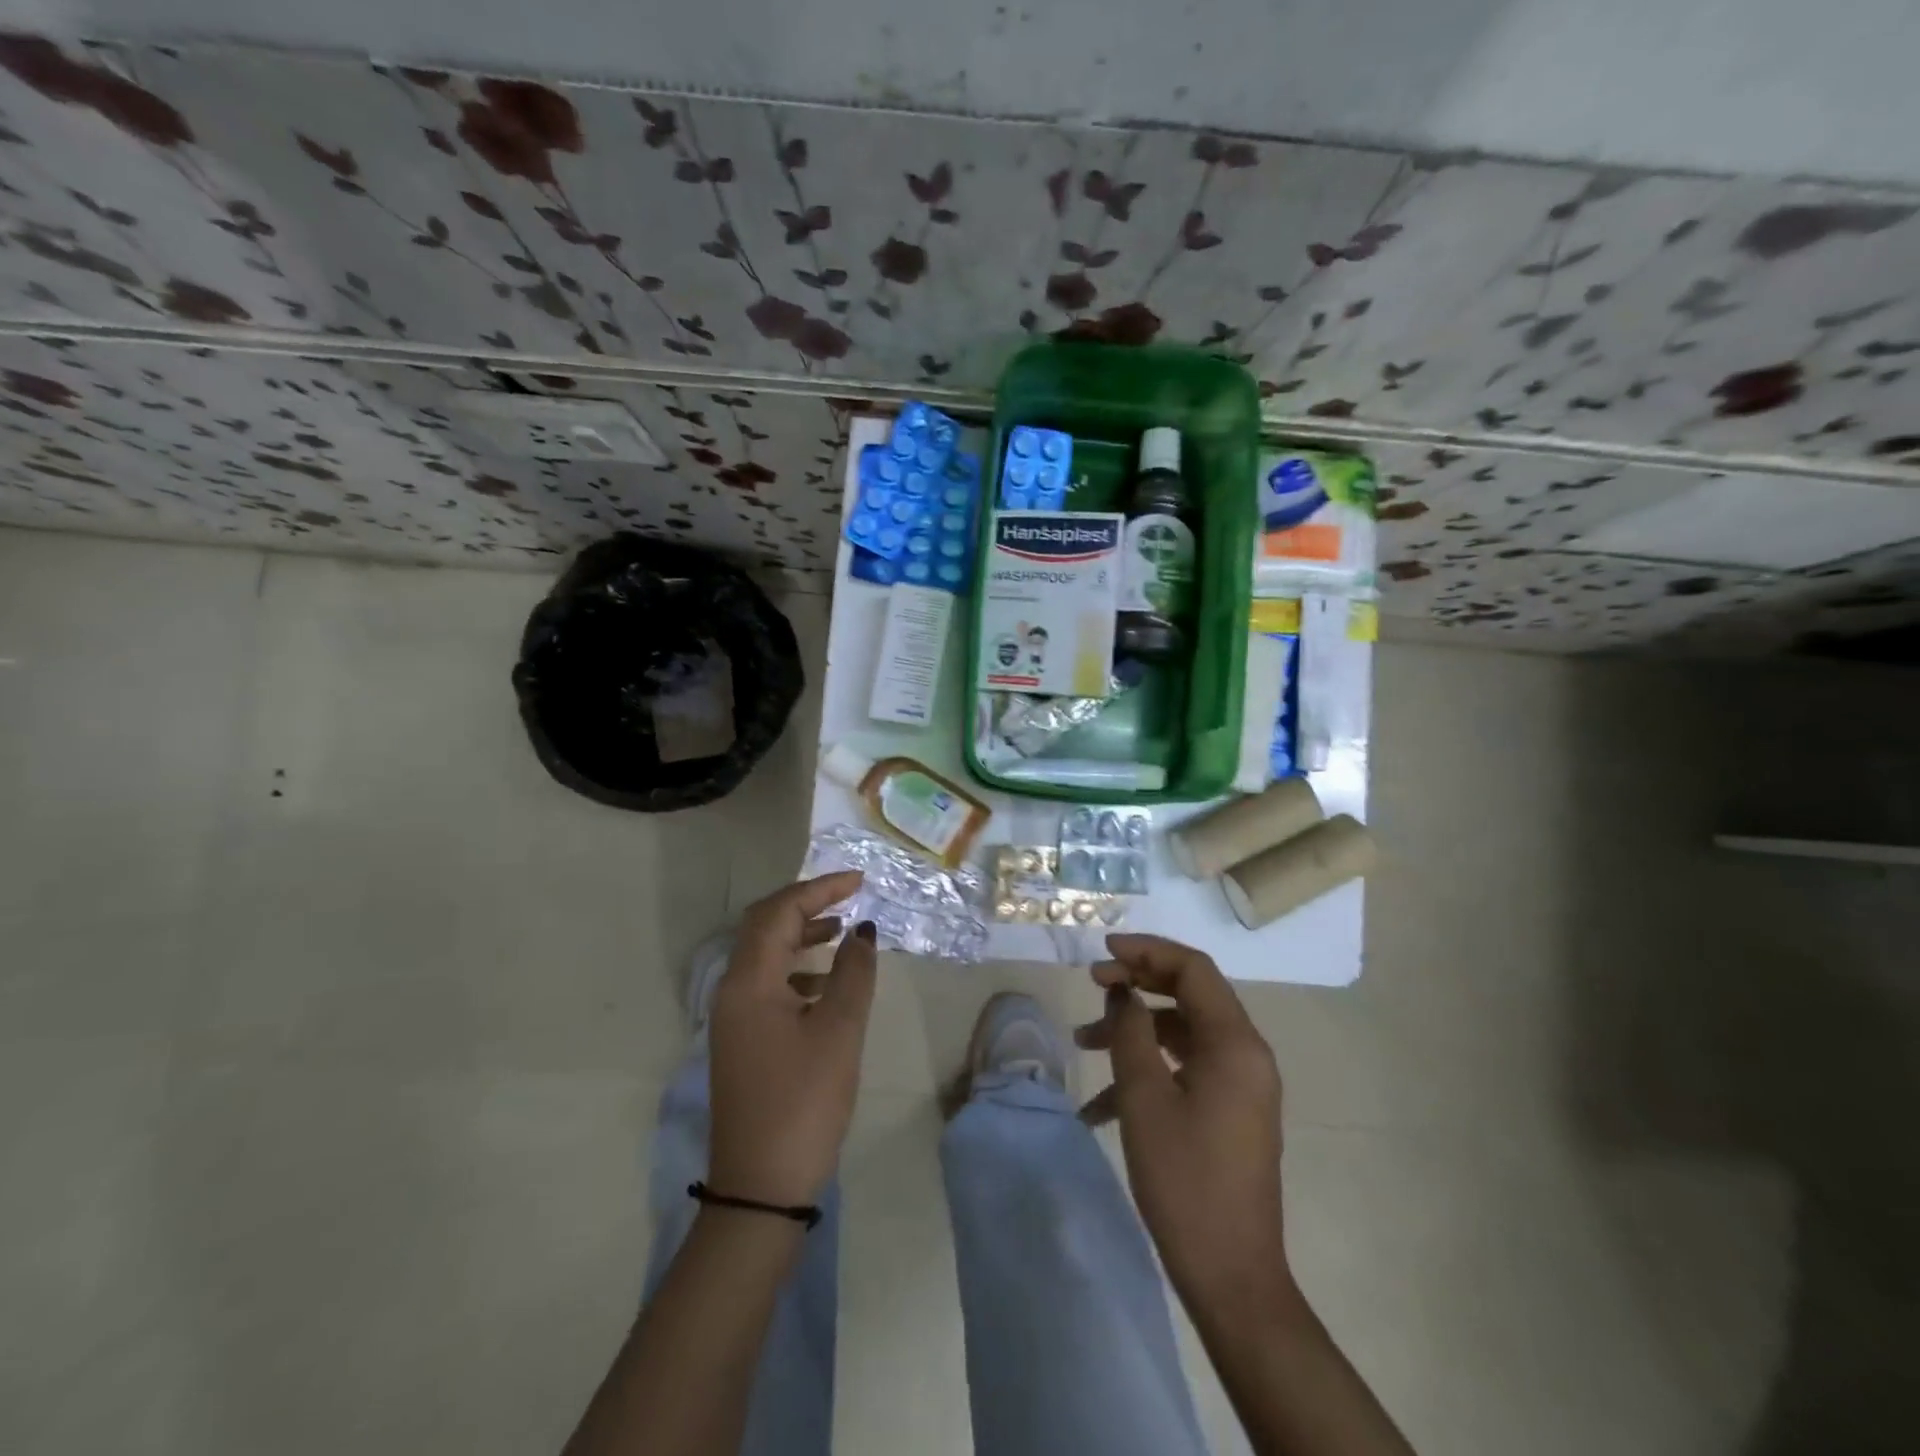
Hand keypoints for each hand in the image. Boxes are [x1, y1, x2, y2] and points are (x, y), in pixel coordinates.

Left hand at [707, 871, 876, 1207]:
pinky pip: (768, 985)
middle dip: (806, 905)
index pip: (780, 912)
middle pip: (765, 927)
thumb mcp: (840, 1031)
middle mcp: (733, 991)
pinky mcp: (743, 1040)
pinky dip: (797, 970)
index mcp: (750, 982)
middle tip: (848, 897)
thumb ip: (854, 973)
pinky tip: (827, 985)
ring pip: (765, 956)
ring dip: (801, 936)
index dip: (820, 889)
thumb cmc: (804, 1101)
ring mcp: (734, 1018)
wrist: (761, 1186)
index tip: (859, 882)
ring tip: (842, 933)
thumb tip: (862, 932)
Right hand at [1077, 933, 1292, 1310]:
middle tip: (1092, 984)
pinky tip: (1100, 1104)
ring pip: (1182, 1031)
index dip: (1146, 950)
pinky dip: (1147, 1069)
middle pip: (1190, 993)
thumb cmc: (1185, 1180)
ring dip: (1134, 1029)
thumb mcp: (1144, 1098)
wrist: (1231, 1276)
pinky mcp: (1230, 1109)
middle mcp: (1246, 1054)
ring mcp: (1240, 1083)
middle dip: (1137, 983)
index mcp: (1235, 1043)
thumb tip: (1121, 991)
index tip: (1102, 953)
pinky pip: (1186, 1068)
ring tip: (1083, 1042)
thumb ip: (1129, 1031)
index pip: (1193, 968)